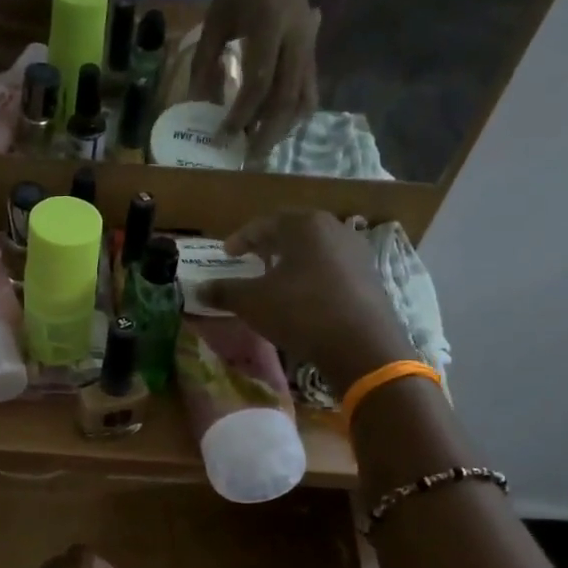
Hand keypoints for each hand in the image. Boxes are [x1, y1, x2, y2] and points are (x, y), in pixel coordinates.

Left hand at [190, 0, 319, 161]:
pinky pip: (309, 92)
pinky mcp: (314, 55)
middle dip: (266, 132)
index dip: (241, 113)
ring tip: (261, 149)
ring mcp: (309, 48)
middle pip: (286, 98)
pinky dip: (295, 116)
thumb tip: (196, 104)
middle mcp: (295, 40)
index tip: (223, 136)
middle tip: (246, 157)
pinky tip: (277, 131)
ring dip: (283, 129)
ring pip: (302, 99)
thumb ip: (205, 60)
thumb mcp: (216, 17)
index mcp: (268, 25)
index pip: (258, 81)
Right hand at [197, 209, 413, 383]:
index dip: (241, 238)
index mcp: (304, 225)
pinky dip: (312, 276)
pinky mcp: (369, 277)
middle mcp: (334, 229)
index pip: (265, 223)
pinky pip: (332, 269)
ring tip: (276, 278)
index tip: (226, 253)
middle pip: (293, 232)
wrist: (361, 344)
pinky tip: (303, 296)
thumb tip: (198, 289)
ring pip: (315, 250)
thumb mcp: (252, 302)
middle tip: (251, 259)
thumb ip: (224, 291)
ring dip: (293, 261)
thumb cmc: (301, 311)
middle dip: (270, 245)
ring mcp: (356, 252)